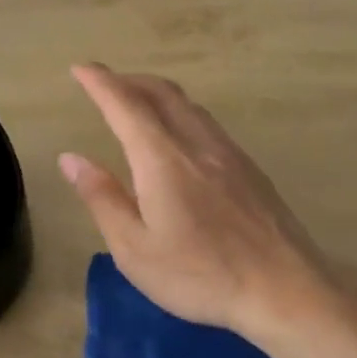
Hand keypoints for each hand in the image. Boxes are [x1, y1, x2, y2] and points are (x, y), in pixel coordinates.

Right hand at [58, 63, 339, 343]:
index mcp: (162, 159)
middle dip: (128, 80)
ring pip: (188, 105)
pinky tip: (179, 137)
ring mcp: (229, 153)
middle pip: (161, 92)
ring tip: (137, 104)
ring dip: (157, 94)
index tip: (81, 67)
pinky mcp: (250, 168)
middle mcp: (197, 143)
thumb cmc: (201, 275)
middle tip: (104, 83)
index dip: (100, 82)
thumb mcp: (135, 249)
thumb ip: (102, 198)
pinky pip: (207, 122)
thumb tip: (71, 159)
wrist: (285, 289)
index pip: (125, 105)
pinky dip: (181, 112)